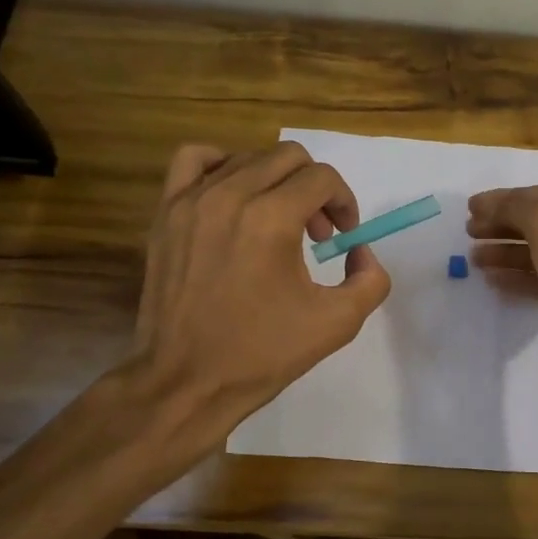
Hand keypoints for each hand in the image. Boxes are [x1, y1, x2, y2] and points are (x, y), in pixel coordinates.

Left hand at [128, 141, 390, 431]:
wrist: (186, 381)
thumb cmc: (262, 354)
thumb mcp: (338, 323)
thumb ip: (370, 279)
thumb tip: (360, 251)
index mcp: (271, 219)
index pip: (323, 178)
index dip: (344, 202)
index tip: (343, 238)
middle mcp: (230, 195)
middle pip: (289, 157)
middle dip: (315, 189)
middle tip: (316, 234)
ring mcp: (192, 200)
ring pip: (248, 157)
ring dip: (275, 181)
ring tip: (277, 220)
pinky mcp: (166, 212)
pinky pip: (194, 160)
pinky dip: (222, 166)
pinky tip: (233, 197)